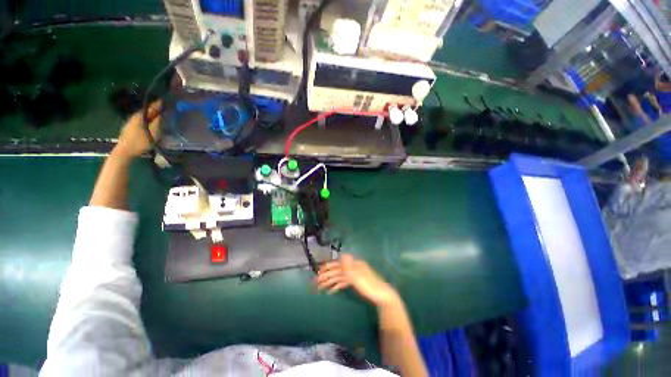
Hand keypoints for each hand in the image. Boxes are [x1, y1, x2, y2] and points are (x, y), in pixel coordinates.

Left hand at [114, 100, 161, 157]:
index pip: (151, 107)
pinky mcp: (130, 128)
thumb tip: (162, 114)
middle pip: (147, 111)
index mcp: (140, 116)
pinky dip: (147, 121)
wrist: (125, 151)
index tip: (165, 100)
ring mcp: (131, 123)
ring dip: (151, 116)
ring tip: (159, 117)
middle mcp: (134, 117)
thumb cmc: (140, 142)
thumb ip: (158, 122)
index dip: (158, 104)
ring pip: (143, 116)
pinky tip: (151, 124)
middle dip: (155, 110)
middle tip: (164, 109)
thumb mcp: (152, 132)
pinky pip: (141, 121)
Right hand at [317, 254, 399, 307]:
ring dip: (330, 282)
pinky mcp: (355, 282)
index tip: (318, 272)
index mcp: (353, 265)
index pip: (337, 265)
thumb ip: (349, 267)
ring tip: (320, 288)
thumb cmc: (370, 286)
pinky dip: (337, 286)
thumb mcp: (358, 276)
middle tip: (316, 282)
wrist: (382, 295)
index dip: (327, 268)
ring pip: (339, 277)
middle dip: (326, 276)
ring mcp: (354, 275)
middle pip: (337, 271)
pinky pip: (343, 283)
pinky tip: (331, 291)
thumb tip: (343, 254)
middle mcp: (352, 268)